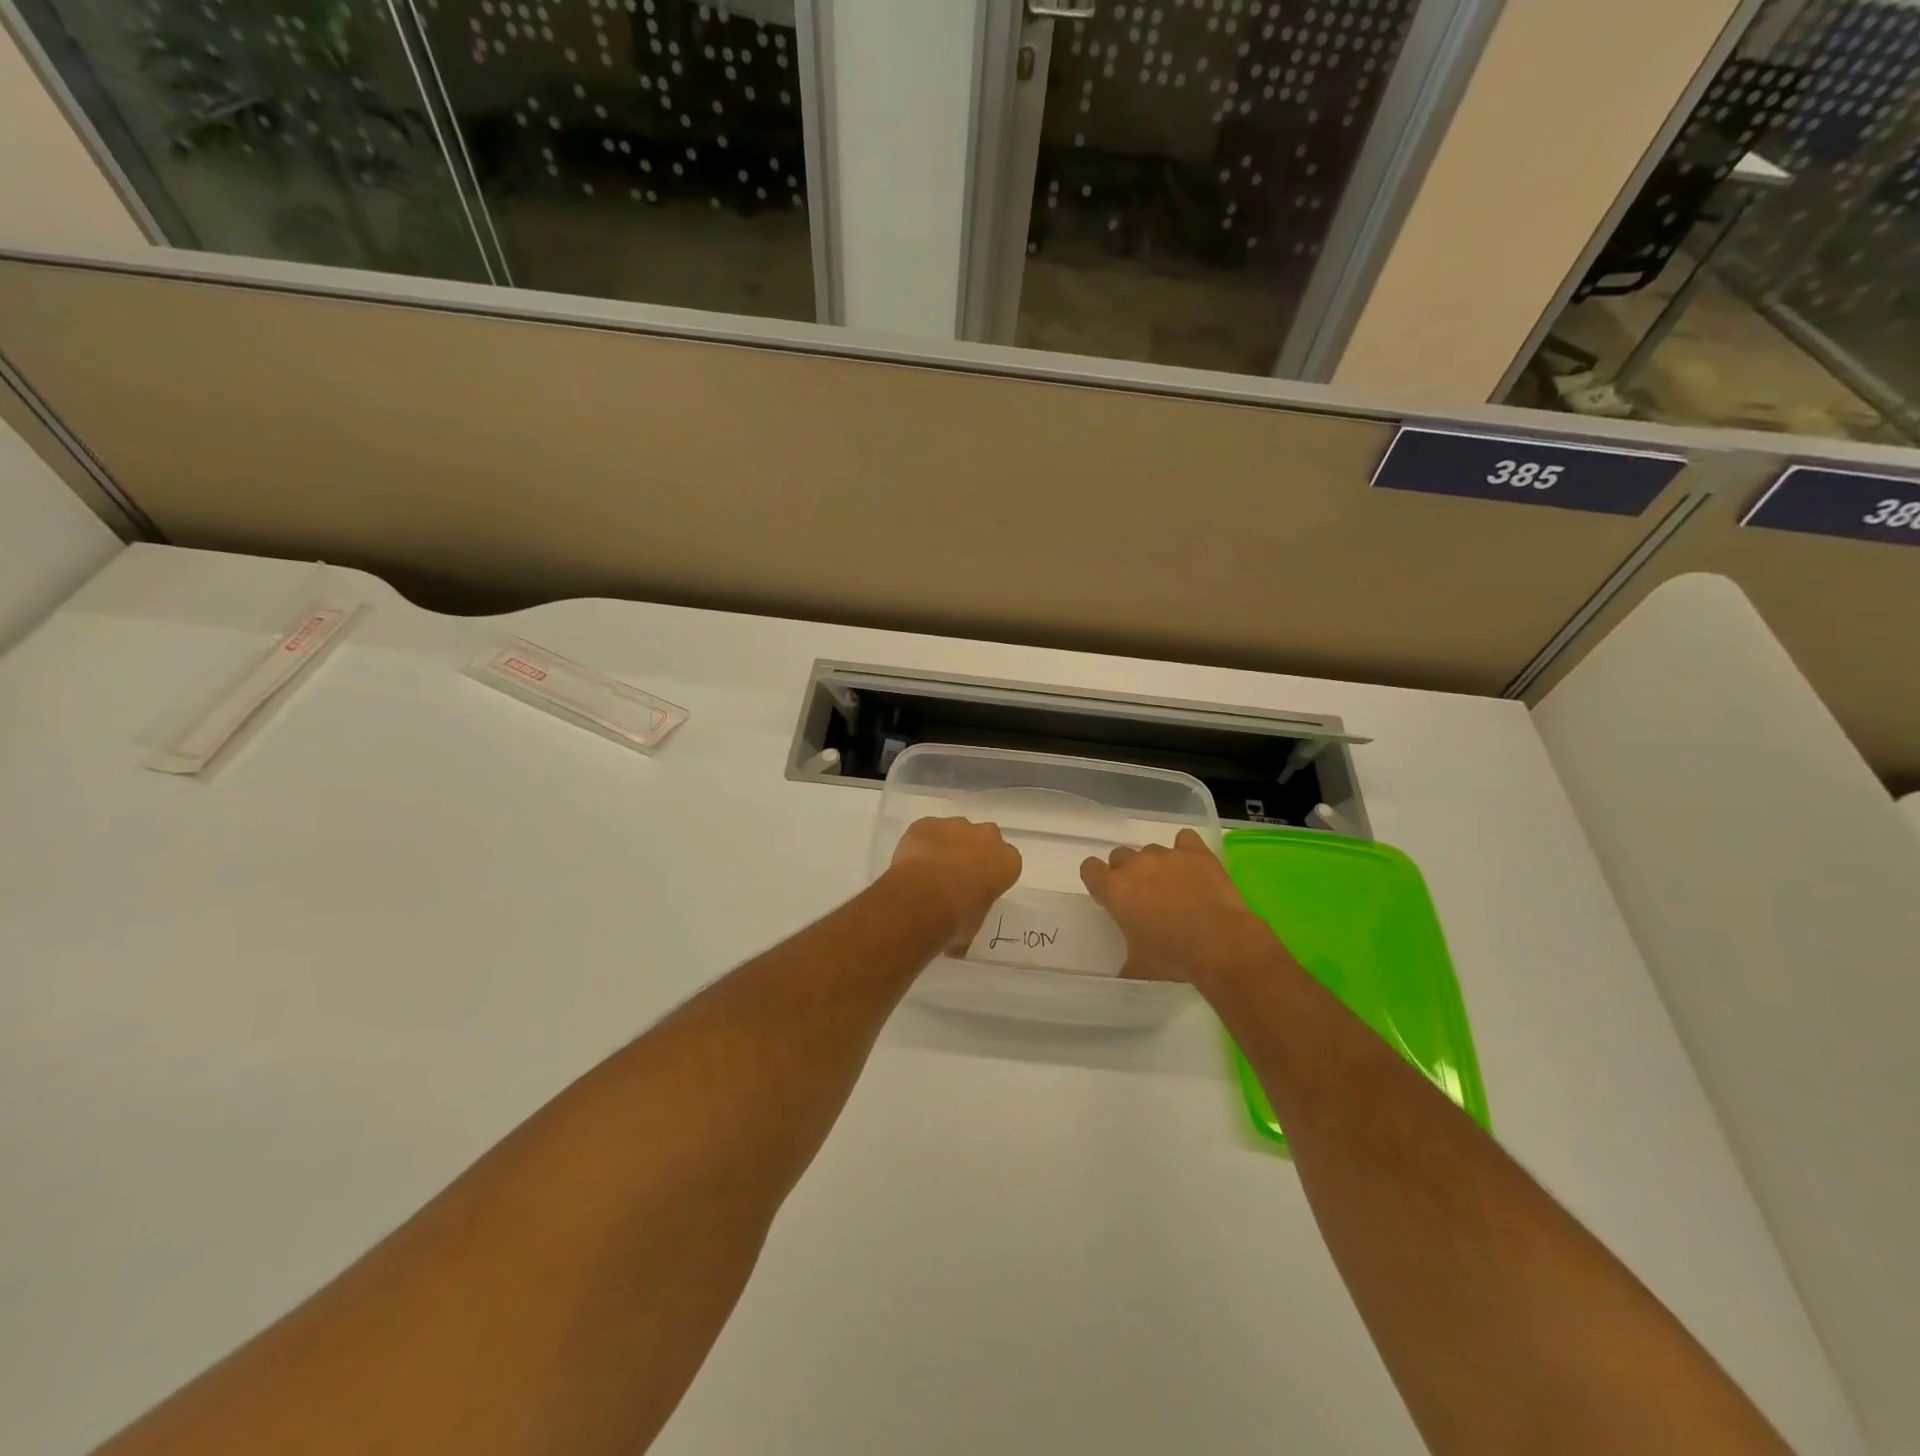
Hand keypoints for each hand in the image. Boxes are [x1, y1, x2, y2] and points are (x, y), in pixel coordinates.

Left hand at [888, 817, 1021, 951]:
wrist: (923, 900)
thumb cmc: (958, 918)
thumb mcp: (974, 924)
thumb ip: (972, 915)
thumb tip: (959, 941)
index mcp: (1007, 861)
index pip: (1006, 862)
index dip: (991, 873)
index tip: (979, 886)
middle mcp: (986, 836)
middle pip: (983, 839)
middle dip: (972, 852)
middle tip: (954, 876)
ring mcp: (955, 825)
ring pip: (953, 831)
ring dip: (945, 846)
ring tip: (928, 872)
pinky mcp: (926, 823)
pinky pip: (926, 831)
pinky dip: (921, 843)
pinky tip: (911, 864)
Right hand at [1080, 828, 1276, 984]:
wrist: (1219, 943)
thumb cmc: (1172, 956)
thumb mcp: (1139, 967)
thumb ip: (1125, 963)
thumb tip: (1123, 973)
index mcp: (1114, 889)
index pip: (1089, 868)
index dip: (1098, 881)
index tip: (1110, 898)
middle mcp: (1136, 864)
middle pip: (1119, 855)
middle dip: (1127, 872)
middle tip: (1143, 897)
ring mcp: (1167, 855)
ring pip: (1151, 850)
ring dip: (1157, 865)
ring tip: (1175, 888)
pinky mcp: (1196, 852)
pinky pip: (1185, 840)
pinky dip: (1186, 851)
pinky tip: (1194, 868)